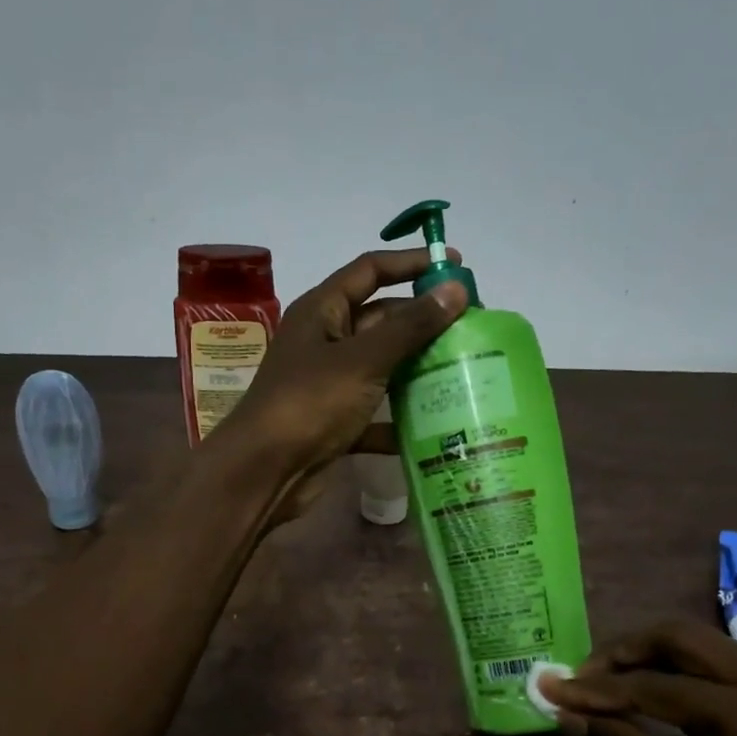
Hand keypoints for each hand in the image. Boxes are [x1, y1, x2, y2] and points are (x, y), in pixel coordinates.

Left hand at [219, 248, 467, 520]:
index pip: (369, 271)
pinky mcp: (336, 423)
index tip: (454, 264)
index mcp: (321, 312)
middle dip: (422, 321)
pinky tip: (438, 425)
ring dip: (417, 369)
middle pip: (380, 320)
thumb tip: (456, 289)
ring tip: (466, 370)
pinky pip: (376, 413)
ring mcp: (330, 385)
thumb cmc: (310, 403)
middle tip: (471, 326)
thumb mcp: (363, 359)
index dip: (410, 263)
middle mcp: (324, 343)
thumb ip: (410, 326)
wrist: (264, 472)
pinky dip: (400, 419)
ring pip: (381, 368)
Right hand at [543, 618, 736, 735]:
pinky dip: (687, 676)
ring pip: (707, 648)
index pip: (653, 686)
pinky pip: (731, 671)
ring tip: (610, 688)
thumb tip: (570, 712)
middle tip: (583, 679)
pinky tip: (658, 701)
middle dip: (625, 651)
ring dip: (654, 659)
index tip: (549, 688)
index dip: (595, 689)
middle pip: (683, 637)